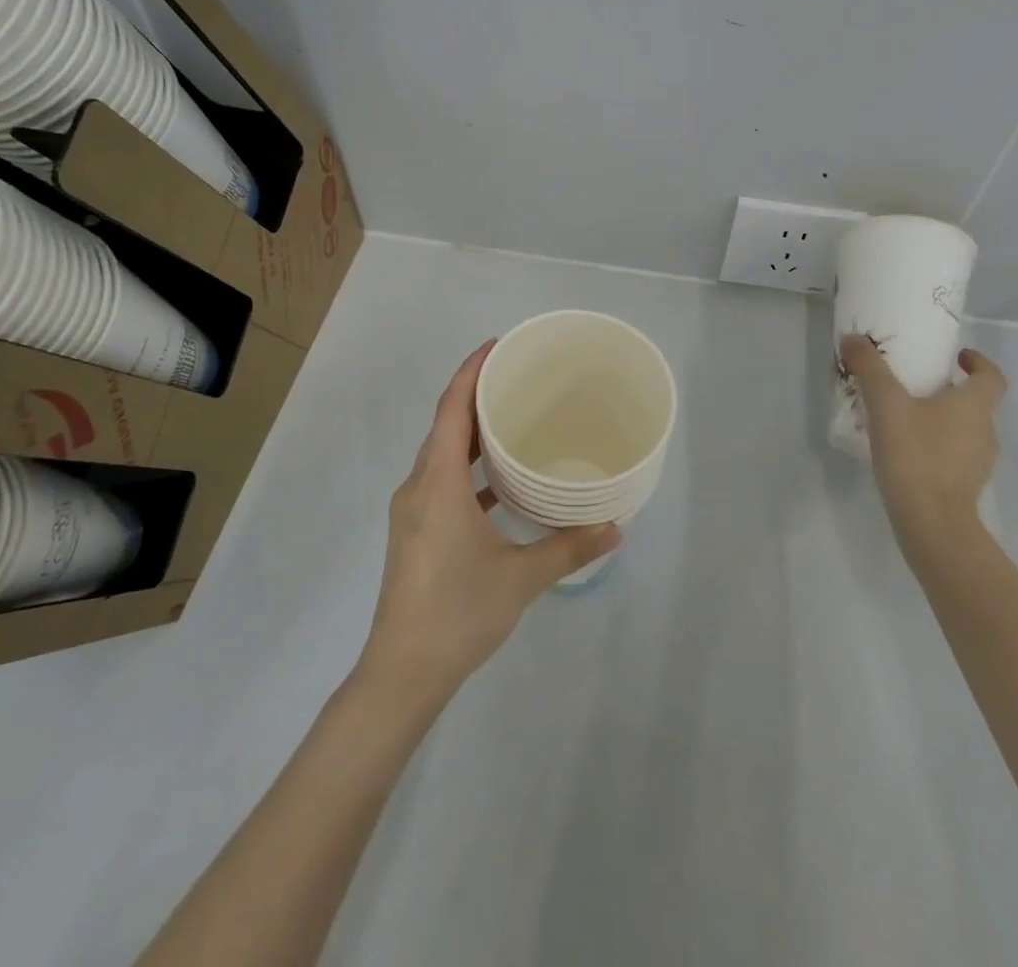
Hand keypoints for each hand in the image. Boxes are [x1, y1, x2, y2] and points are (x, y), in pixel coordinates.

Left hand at [354, 341, 620, 712]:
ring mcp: (413, 510)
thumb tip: (616, 527)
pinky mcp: (415, 531)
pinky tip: (498, 481)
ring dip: (470, 431)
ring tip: (511, 418)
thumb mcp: (520, 577)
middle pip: (445, 424)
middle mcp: (419, 486)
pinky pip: (441, 480)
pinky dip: (467, 467)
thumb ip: (569, 548)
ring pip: (441, 453)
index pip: (451, 409)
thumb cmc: (458, 613)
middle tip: (516, 376)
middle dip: (475, 394)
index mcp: (438, 483)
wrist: (402, 673)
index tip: (496, 345)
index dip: (470, 371)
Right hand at [838, 334, 1006, 546]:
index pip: (992, 376)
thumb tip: (853, 338)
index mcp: (975, 405)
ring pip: (965, 430)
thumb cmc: (916, 454)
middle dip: (951, 390)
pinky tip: (907, 451)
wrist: (931, 522)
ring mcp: (979, 462)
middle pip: (976, 403)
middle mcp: (985, 430)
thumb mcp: (886, 404)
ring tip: (906, 418)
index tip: (957, 357)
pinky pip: (955, 455)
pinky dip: (937, 446)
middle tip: (917, 385)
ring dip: (943, 419)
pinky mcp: (965, 486)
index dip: (979, 363)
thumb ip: (869, 369)